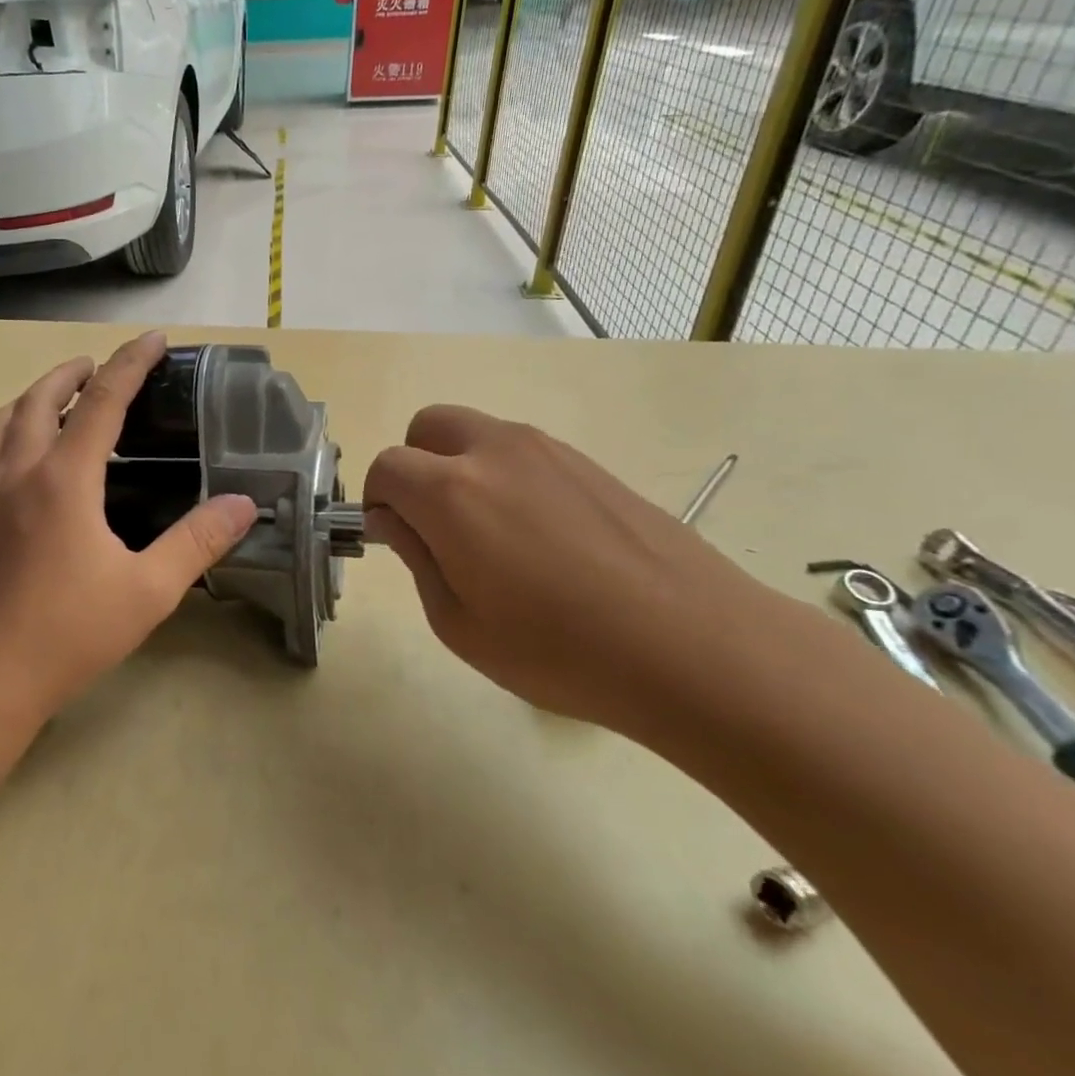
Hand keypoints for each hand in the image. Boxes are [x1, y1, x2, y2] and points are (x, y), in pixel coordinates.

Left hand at [0, 333, 257, 721]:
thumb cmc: (72, 630)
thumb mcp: (150, 588)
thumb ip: (198, 541)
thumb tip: (245, 504)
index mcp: (64, 479)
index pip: (102, 402)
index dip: (130, 364)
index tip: (152, 340)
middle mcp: (17, 473)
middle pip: (38, 400)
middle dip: (69, 374)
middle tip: (94, 367)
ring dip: (24, 401)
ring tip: (46, 402)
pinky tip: (11, 471)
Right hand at [363, 406, 787, 734]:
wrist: (696, 648)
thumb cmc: (560, 650)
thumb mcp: (459, 624)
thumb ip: (415, 558)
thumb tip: (394, 520)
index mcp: (451, 491)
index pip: (386, 466)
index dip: (378, 501)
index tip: (395, 539)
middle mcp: (495, 451)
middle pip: (427, 426)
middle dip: (414, 465)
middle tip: (434, 523)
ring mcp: (549, 451)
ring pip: (478, 433)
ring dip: (461, 467)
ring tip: (494, 536)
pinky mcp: (590, 463)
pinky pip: (524, 452)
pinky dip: (508, 475)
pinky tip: (542, 538)